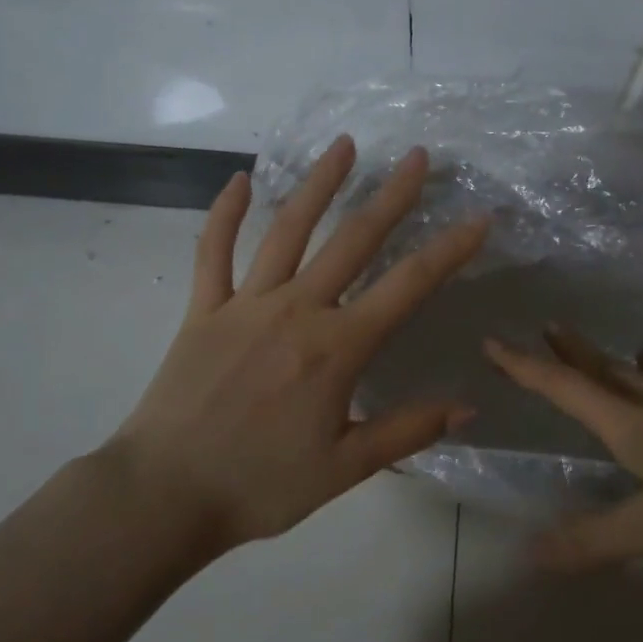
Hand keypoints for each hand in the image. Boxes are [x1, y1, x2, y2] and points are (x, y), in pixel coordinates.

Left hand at [105, 135, 487, 553]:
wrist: (164, 496)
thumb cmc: (260, 485)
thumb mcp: (344, 468)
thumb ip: (407, 431)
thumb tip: (469, 406)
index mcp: (336, 348)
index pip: (407, 287)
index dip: (448, 250)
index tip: (477, 218)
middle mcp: (296, 310)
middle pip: (353, 241)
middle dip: (391, 196)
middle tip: (418, 158)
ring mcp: (246, 303)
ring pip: (288, 231)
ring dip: (318, 185)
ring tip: (343, 145)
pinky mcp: (203, 309)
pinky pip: (214, 252)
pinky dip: (225, 214)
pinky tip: (240, 180)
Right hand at [484, 327, 642, 568]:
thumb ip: (595, 542)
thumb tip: (528, 555)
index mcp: (629, 425)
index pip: (564, 389)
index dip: (525, 368)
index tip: (494, 341)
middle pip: (602, 370)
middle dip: (570, 352)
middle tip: (548, 326)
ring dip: (615, 361)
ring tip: (610, 352)